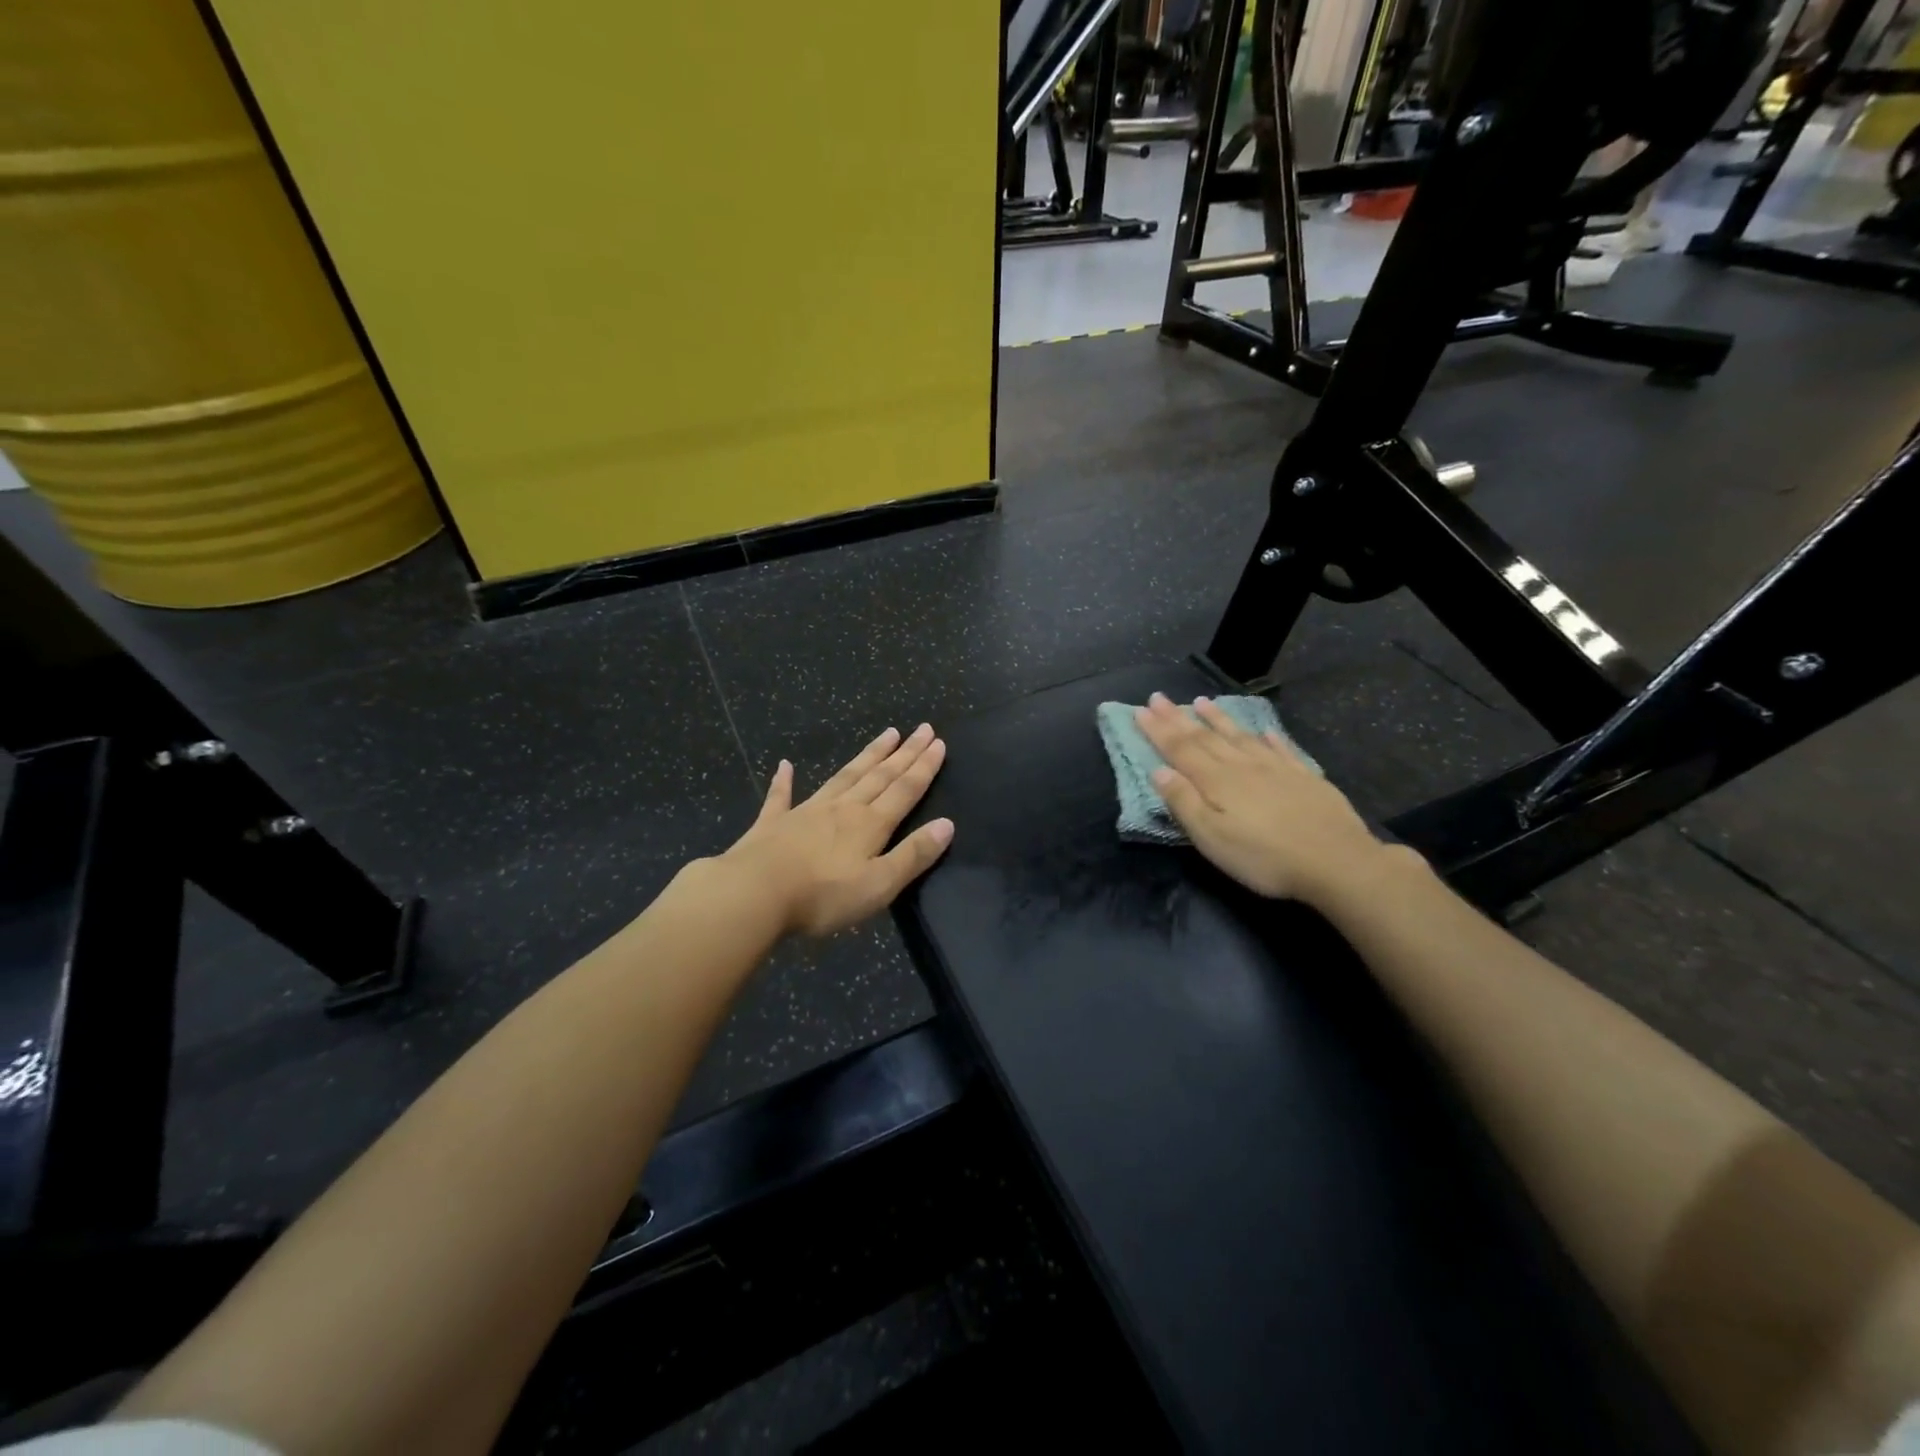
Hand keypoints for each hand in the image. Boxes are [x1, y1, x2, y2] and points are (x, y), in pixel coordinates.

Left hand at [721, 724, 953, 936]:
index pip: (905, 790)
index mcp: (870, 824)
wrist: (755, 893)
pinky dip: (784, 780)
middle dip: (904, 753)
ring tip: (886, 734)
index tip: (938, 742)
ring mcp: (806, 812)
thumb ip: (913, 855)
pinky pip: (781, 796)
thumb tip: (947, 824)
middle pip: (879, 776)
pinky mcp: (773, 823)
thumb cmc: (823, 895)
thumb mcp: (879, 884)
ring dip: (867, 756)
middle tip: (922, 728)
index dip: (924, 767)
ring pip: (844, 777)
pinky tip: (785, 765)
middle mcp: (842, 809)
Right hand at [1134, 693, 1403, 908]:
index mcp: (1216, 781)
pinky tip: (1263, 731)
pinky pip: (1281, 749)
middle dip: (1179, 718)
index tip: (1140, 709)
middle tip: (1159, 697)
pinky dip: (1268, 737)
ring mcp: (1276, 769)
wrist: (1336, 862)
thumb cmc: (1264, 857)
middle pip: (1205, 737)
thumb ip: (1184, 803)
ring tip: (1203, 701)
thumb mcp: (1212, 838)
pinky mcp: (1304, 778)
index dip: (1158, 730)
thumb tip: (1159, 771)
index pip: (1180, 749)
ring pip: (1240, 737)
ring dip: (1219, 719)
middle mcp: (1243, 766)